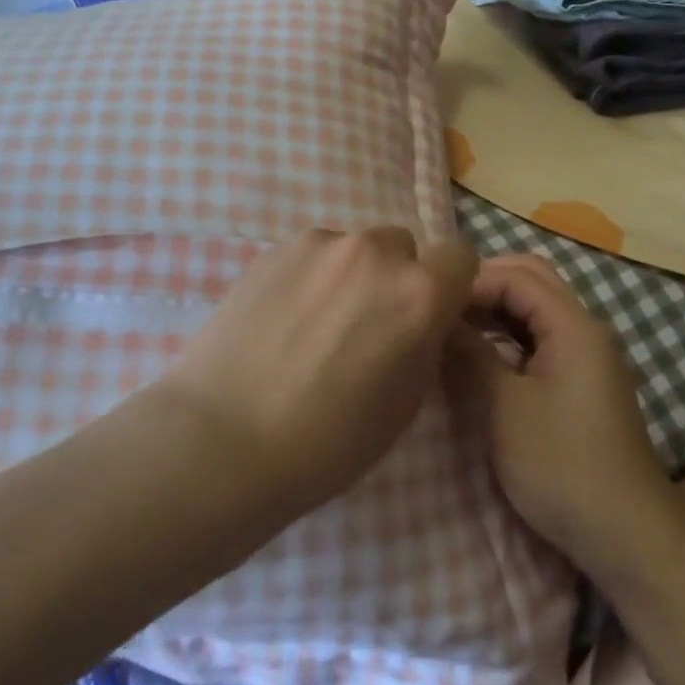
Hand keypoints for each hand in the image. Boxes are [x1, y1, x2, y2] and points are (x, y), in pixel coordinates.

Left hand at [162, 228, 478, 519]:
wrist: (224, 438)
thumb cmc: (328, 440)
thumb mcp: (406, 403)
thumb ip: (425, 344)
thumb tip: (419, 323)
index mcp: (419, 292)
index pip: (460, 256)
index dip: (448, 285)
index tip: (428, 315)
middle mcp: (374, 252)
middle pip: (403, 248)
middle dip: (395, 278)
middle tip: (365, 326)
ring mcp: (319, 244)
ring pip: (354, 248)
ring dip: (350, 275)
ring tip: (314, 325)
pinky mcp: (273, 249)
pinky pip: (312, 254)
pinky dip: (310, 277)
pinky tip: (281, 320)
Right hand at [451, 254, 669, 570]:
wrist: (626, 534)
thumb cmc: (561, 465)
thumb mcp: (505, 407)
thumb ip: (471, 354)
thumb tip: (439, 319)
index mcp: (573, 326)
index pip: (516, 277)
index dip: (471, 283)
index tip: (431, 304)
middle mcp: (585, 329)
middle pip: (532, 281)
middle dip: (485, 286)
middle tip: (441, 307)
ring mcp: (587, 356)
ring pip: (537, 310)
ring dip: (496, 309)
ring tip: (451, 326)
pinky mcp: (582, 381)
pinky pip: (541, 338)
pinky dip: (509, 335)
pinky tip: (480, 354)